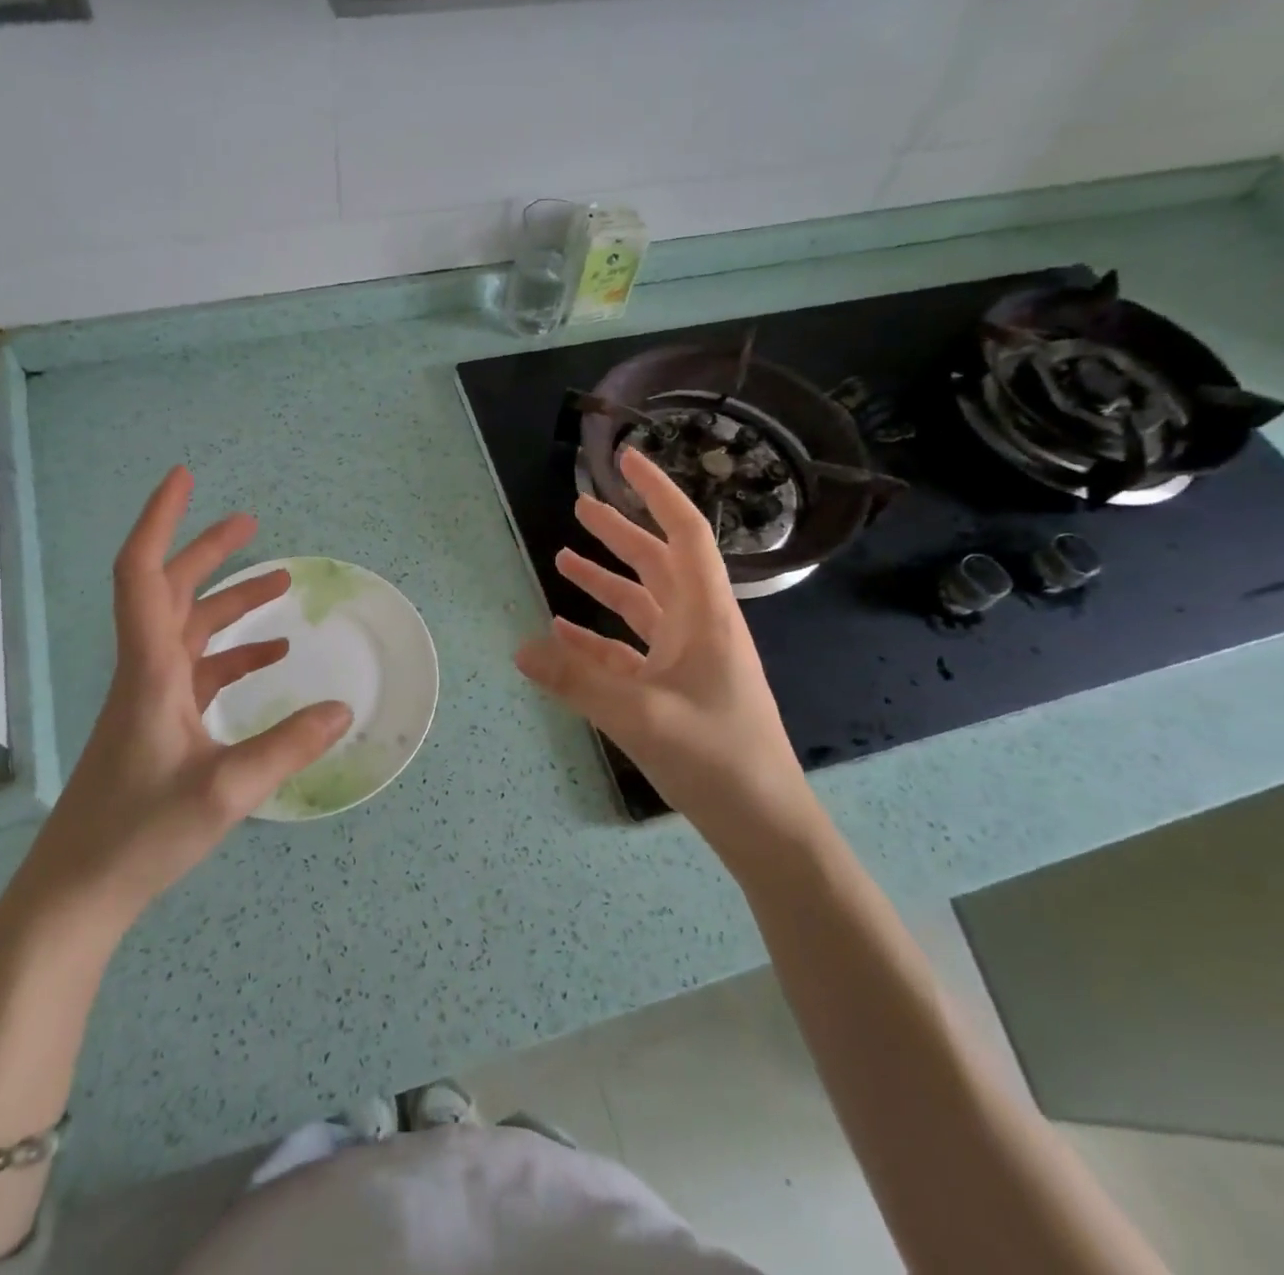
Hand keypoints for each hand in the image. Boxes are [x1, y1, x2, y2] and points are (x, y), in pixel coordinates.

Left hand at [34, 466, 351, 920]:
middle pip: (171, 592)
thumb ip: (287, 747)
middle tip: (251, 522)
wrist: (76, 894)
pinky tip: (270, 658)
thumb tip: (343, 709)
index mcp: (150, 672)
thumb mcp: (225, 791)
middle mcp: (146, 674)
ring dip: (229, 603)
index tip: (184, 479)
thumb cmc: (138, 836)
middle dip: (207, 551)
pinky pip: (200, 672)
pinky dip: (234, 655)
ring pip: (189, 631)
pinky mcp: (160, 726)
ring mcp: (151, 700)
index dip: (160, 521)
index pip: (144, 576)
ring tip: (279, 584)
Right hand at [514, 448, 811, 840]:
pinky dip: (598, 637)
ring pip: (642, 605)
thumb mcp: (640, 716)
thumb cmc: (716, 759)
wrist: (763, 824)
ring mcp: (687, 660)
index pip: (685, 534)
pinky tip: (563, 632)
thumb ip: (577, 680)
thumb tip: (520, 648)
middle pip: (658, 564)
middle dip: (620, 533)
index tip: (627, 459)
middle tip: (580, 506)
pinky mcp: (674, 690)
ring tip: (563, 558)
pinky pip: (630, 650)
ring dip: (605, 581)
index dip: (658, 492)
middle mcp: (699, 628)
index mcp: (706, 616)